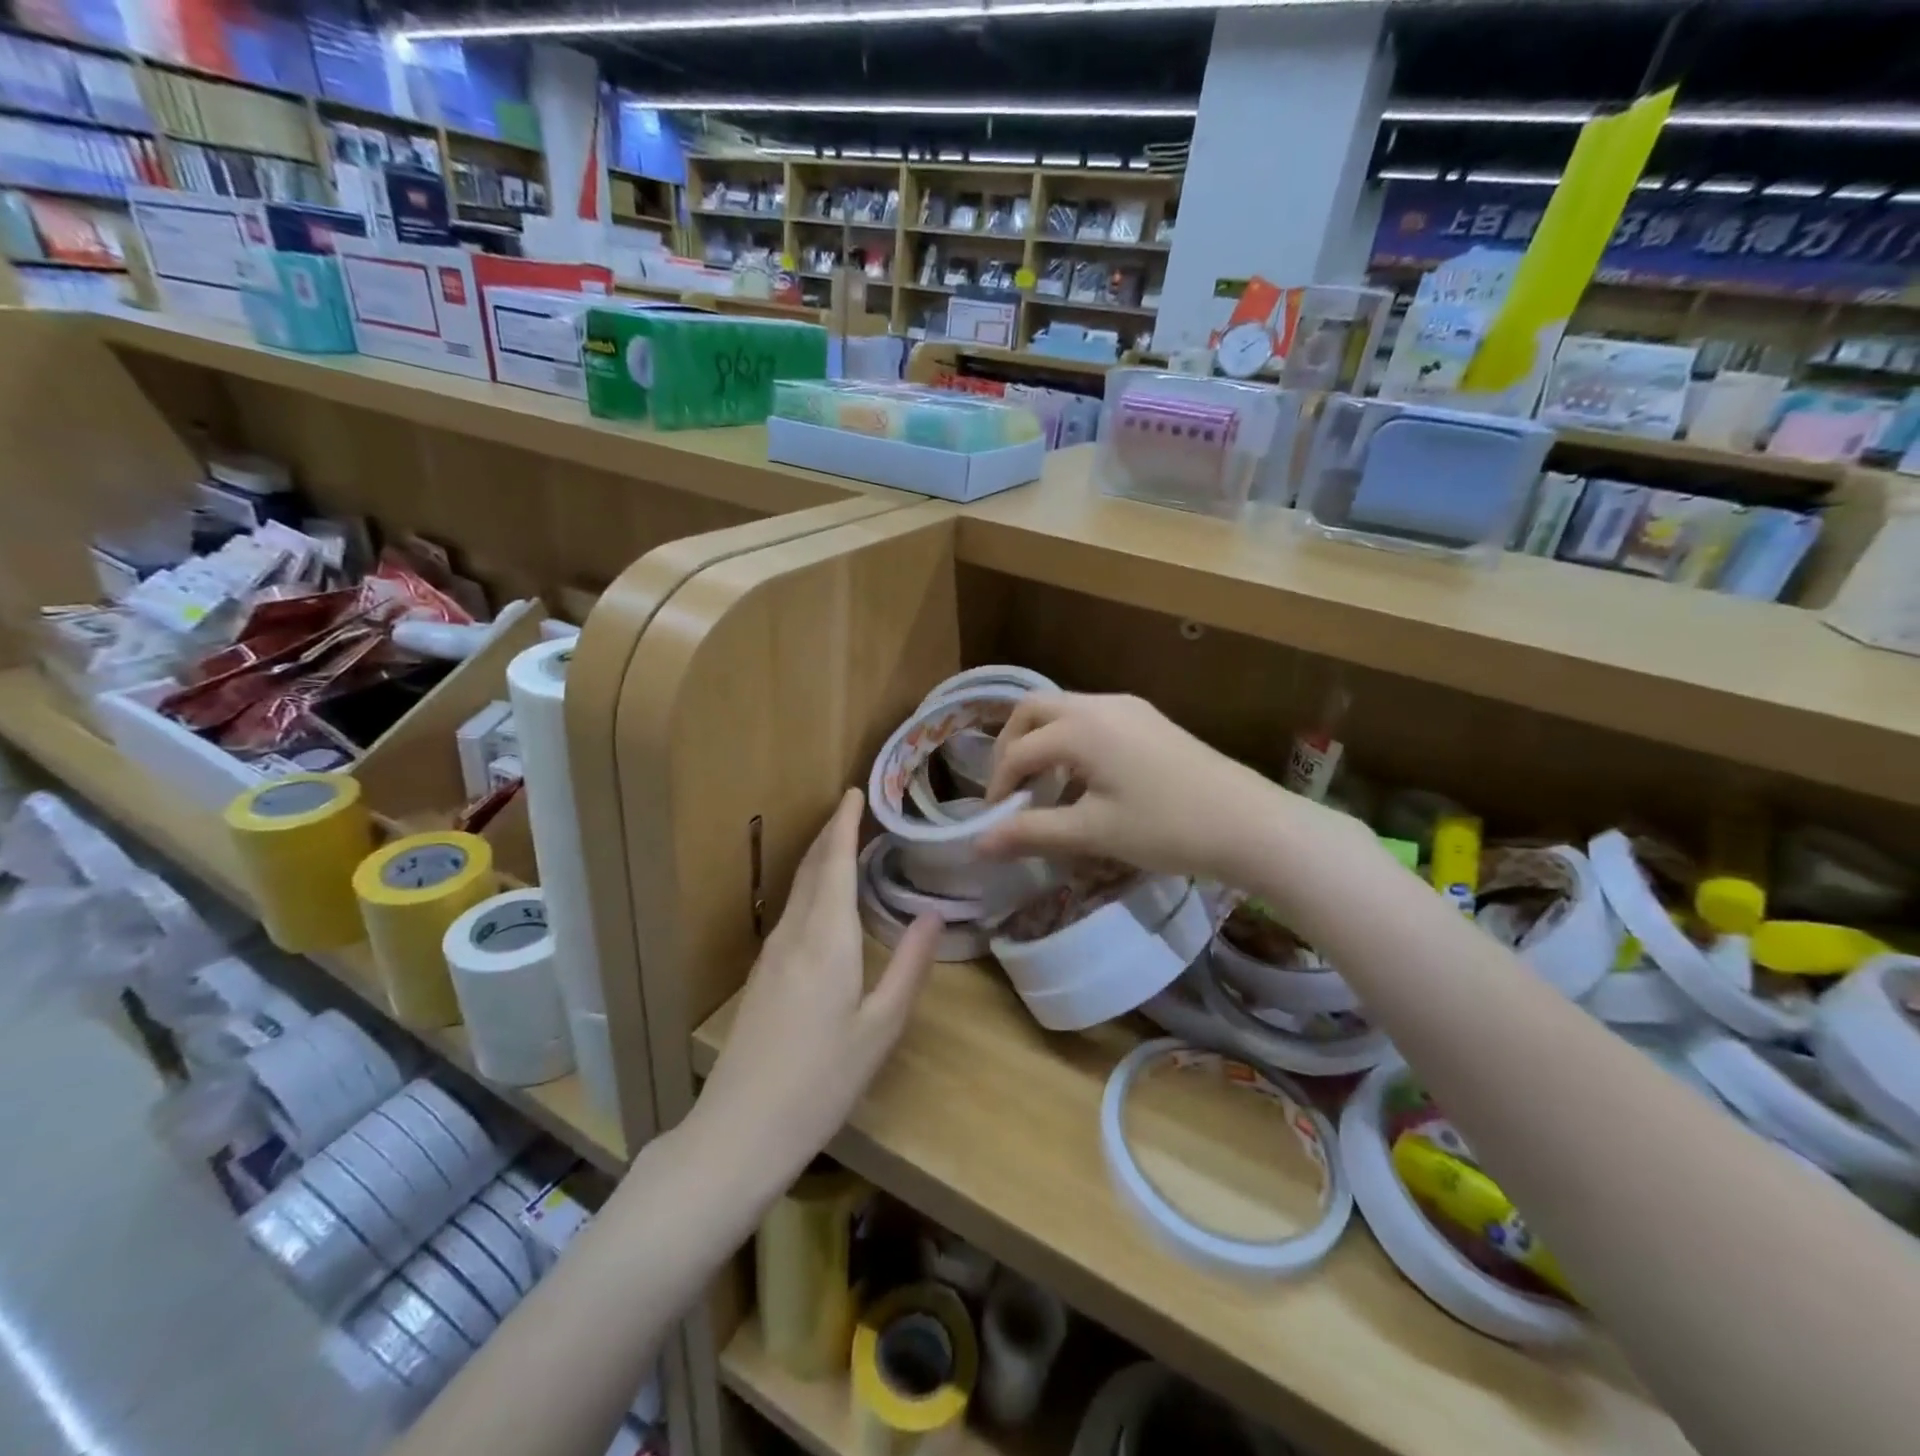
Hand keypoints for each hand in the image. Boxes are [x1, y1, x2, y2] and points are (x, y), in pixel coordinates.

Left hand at [692, 789, 938, 1190]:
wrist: (740, 1131)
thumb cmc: (821, 1081)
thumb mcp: (880, 1028)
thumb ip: (909, 967)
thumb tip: (934, 915)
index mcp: (826, 940)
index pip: (835, 863)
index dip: (844, 824)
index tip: (855, 791)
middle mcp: (793, 936)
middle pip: (811, 869)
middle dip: (831, 834)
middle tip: (855, 809)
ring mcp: (771, 956)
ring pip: (798, 891)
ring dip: (820, 859)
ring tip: (845, 843)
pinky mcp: (762, 977)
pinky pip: (791, 913)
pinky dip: (811, 889)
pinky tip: (824, 903)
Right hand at [976, 693, 1297, 882]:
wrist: (1251, 823)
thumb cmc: (1166, 828)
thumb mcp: (1093, 834)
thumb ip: (1031, 832)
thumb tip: (978, 844)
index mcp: (1080, 728)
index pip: (1018, 751)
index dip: (999, 786)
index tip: (995, 822)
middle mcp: (1100, 704)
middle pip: (1034, 710)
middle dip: (1011, 746)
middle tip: (1010, 789)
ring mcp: (1129, 708)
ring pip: (1065, 711)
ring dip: (1043, 743)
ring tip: (1045, 789)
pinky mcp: (1149, 720)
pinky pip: (1093, 720)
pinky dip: (1072, 743)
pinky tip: (1085, 781)